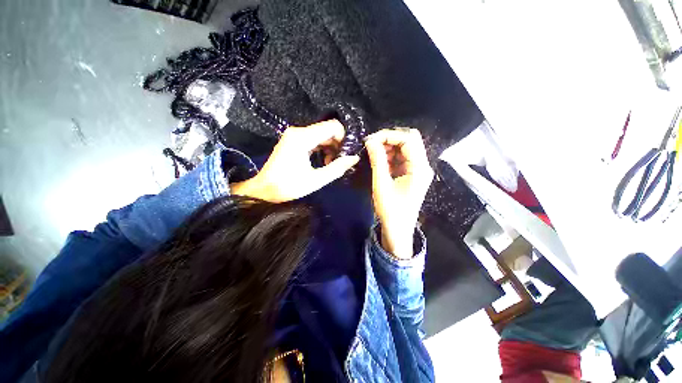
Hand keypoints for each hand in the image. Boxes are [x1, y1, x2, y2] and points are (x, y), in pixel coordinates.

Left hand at [232, 120, 358, 202]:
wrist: (264, 189)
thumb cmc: (288, 186)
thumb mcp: (315, 180)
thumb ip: (337, 168)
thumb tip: (354, 158)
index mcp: (303, 138)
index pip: (332, 126)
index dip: (344, 138)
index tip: (345, 154)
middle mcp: (298, 131)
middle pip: (327, 129)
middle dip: (337, 144)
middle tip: (339, 161)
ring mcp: (295, 135)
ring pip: (321, 134)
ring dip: (330, 147)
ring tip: (330, 164)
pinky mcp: (293, 140)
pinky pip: (314, 139)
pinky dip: (322, 148)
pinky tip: (323, 161)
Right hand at [365, 128, 433, 258]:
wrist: (397, 230)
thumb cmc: (390, 210)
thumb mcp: (381, 184)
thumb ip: (377, 160)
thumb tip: (370, 140)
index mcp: (419, 168)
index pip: (408, 139)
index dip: (389, 135)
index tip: (371, 139)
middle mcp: (422, 165)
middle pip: (409, 140)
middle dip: (390, 139)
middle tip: (372, 144)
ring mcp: (417, 170)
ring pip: (404, 148)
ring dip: (389, 147)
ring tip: (373, 151)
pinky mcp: (410, 174)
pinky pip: (401, 158)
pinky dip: (390, 156)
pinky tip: (379, 159)